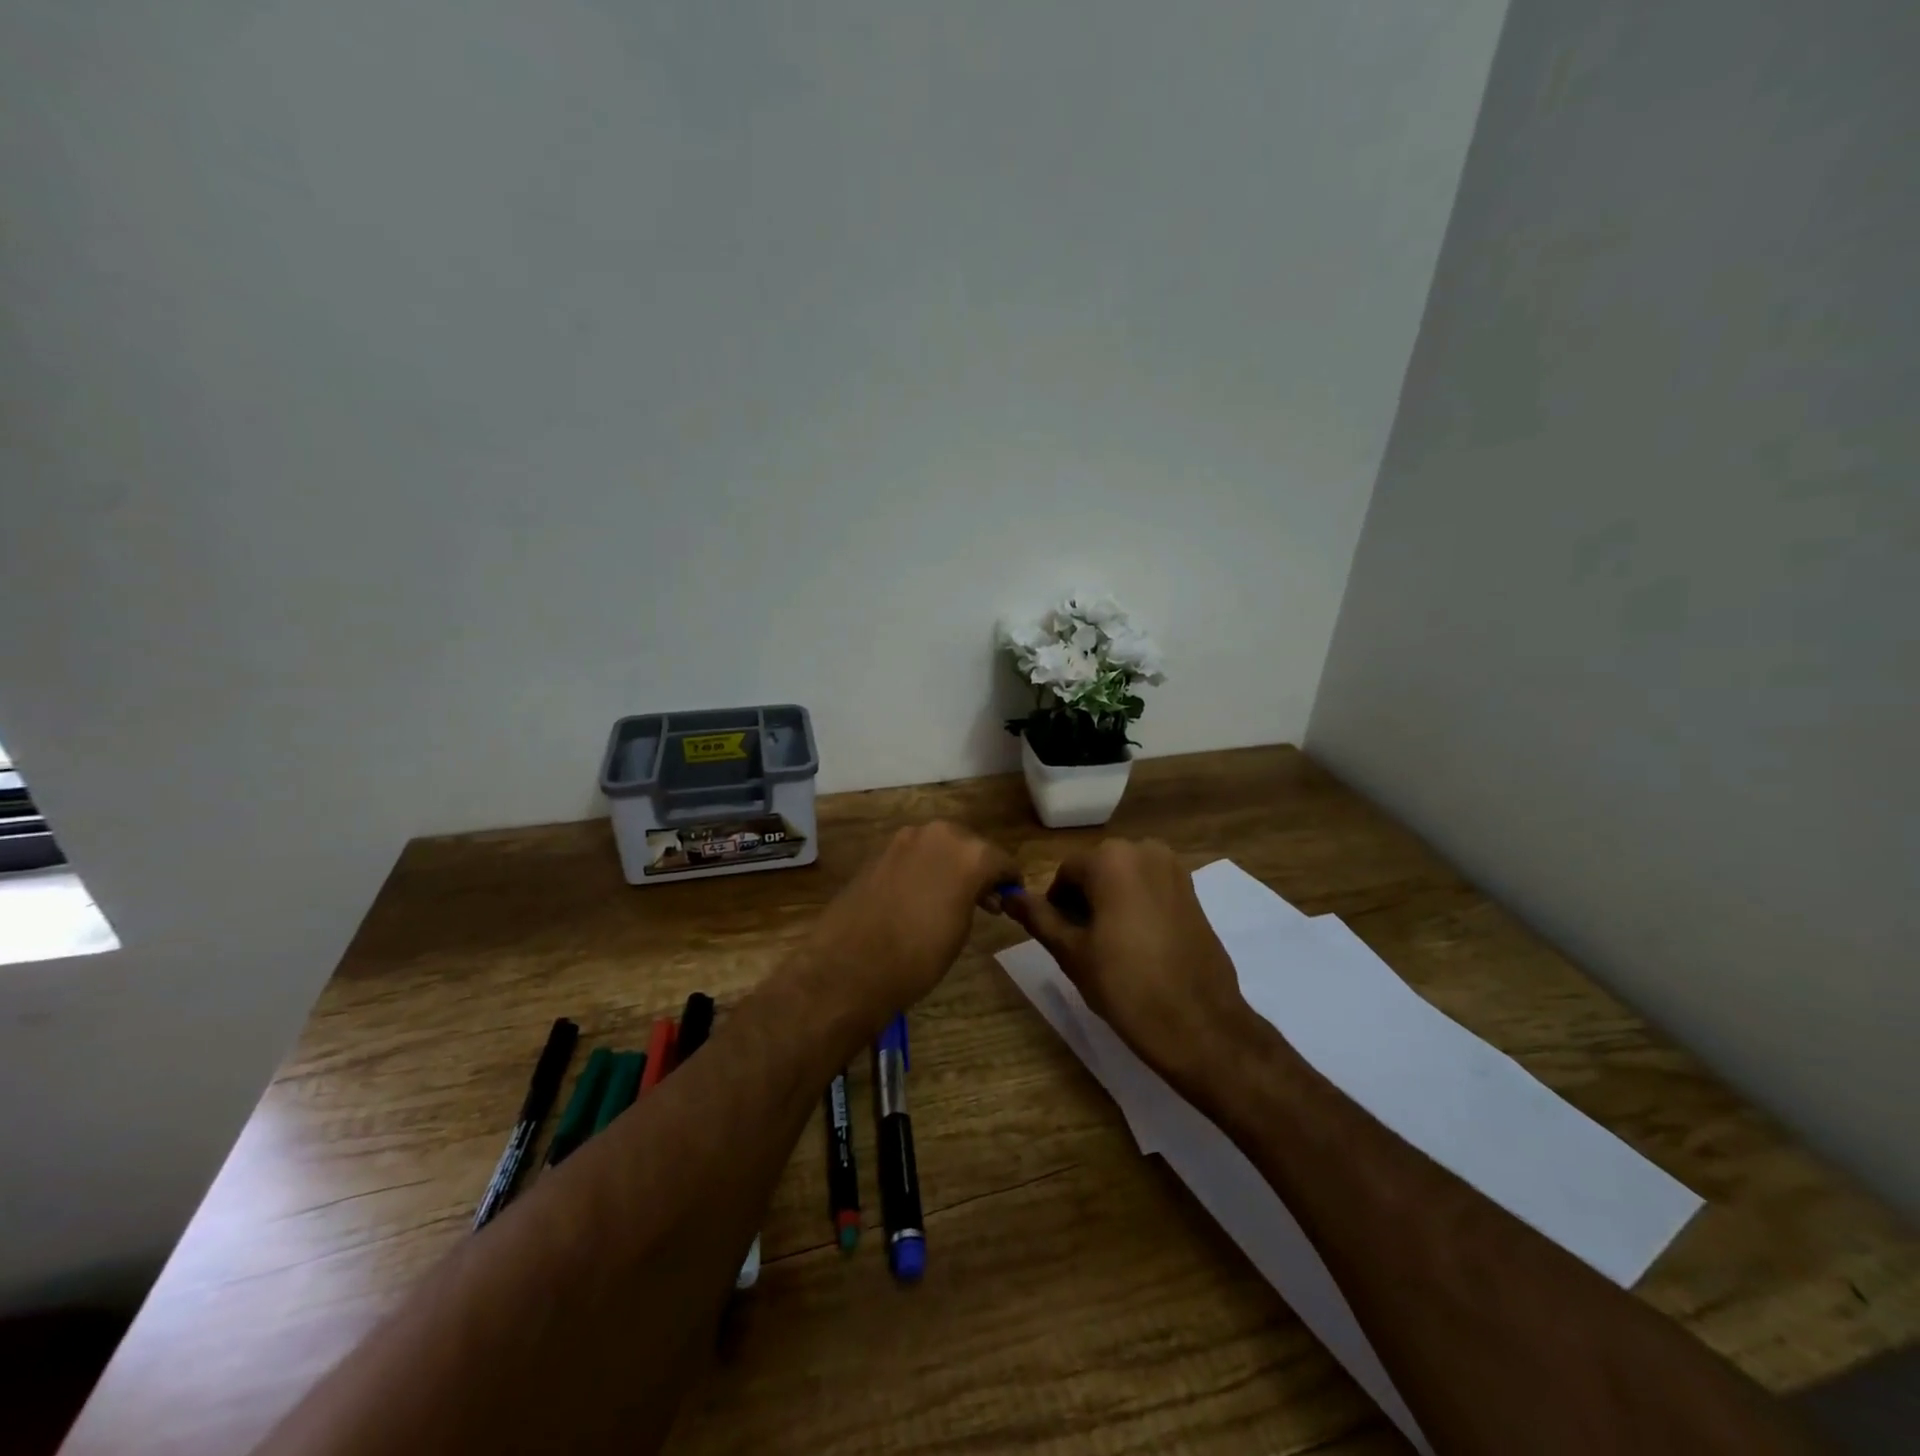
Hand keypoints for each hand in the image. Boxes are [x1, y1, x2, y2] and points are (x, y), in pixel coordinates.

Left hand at [796, 821, 1021, 1039]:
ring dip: (950, 865)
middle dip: (979, 867)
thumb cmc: (918, 956)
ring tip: (952, 897)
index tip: (1012, 897)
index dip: (1010, 880)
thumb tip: (980, 893)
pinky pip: (913, 855)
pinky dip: (923, 868)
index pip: (1002, 860)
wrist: (849, 965)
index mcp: (969, 853)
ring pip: (940, 846)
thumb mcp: (962, 930)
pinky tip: (920, 895)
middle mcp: (938, 834)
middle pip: (969, 845)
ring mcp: (904, 839)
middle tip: (984, 898)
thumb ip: (976, 898)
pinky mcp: (879, 851)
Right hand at [1004, 838, 1255, 1083]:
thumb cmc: (1126, 986)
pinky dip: (1136, 907)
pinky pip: (1150, 888)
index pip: (1066, 873)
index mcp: (1111, 859)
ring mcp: (1174, 870)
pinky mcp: (1193, 892)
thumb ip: (1038, 918)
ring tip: (1109, 947)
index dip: (1056, 905)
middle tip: (1082, 945)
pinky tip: (1138, 945)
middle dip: (1084, 901)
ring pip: (1124, 879)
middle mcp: (1145, 850)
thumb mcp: (1071, 952)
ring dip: (1110, 903)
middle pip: (1097, 871)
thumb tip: (1009, 896)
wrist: (1199, 1024)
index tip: (1059, 938)